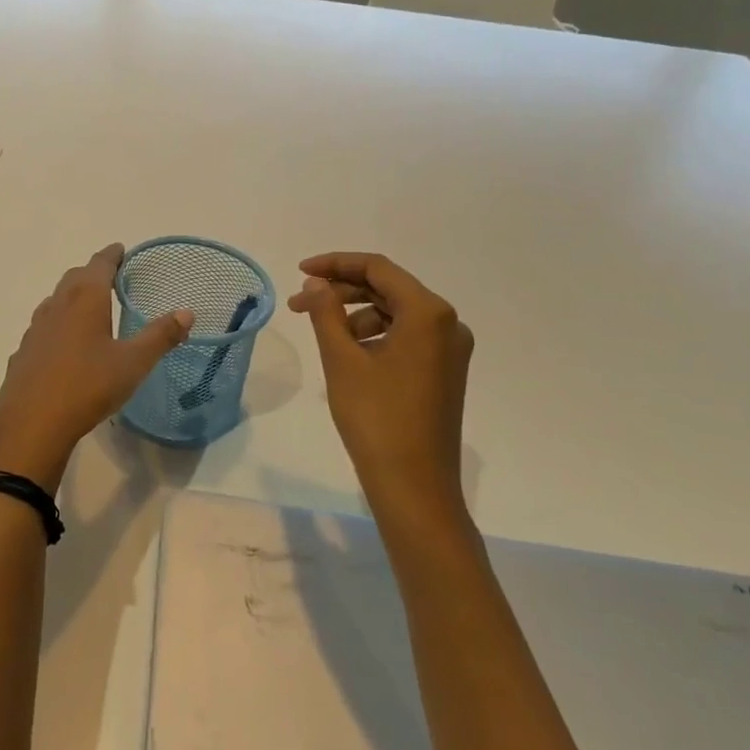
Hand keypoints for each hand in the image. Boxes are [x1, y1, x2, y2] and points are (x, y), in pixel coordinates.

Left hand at [0, 244, 193, 493]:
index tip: (120, 249)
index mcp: (85, 300)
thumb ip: (160, 336)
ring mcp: (35, 330)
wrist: (32, 424)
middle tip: (108, 277)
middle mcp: (57, 306)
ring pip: (54, 302)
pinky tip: (62, 345)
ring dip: (71, 297)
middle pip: (74, 278)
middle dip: (91, 273)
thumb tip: (186, 313)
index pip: (99, 265)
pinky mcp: (23, 354)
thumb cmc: (88, 386)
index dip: (111, 255)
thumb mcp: (133, 363)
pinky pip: (42, 329)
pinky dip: (56, 325)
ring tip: (87, 307)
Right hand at [290, 252, 473, 520]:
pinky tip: (347, 352)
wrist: (414, 486)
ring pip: (395, 313)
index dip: (335, 264)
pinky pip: (405, 336)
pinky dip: (373, 334)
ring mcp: (449, 350)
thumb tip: (315, 283)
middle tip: (299, 304)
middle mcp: (447, 323)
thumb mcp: (342, 360)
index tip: (299, 272)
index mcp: (428, 313)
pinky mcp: (444, 371)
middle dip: (341, 291)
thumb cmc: (376, 418)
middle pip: (388, 288)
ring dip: (354, 314)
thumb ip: (325, 312)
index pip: (378, 268)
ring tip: (321, 332)